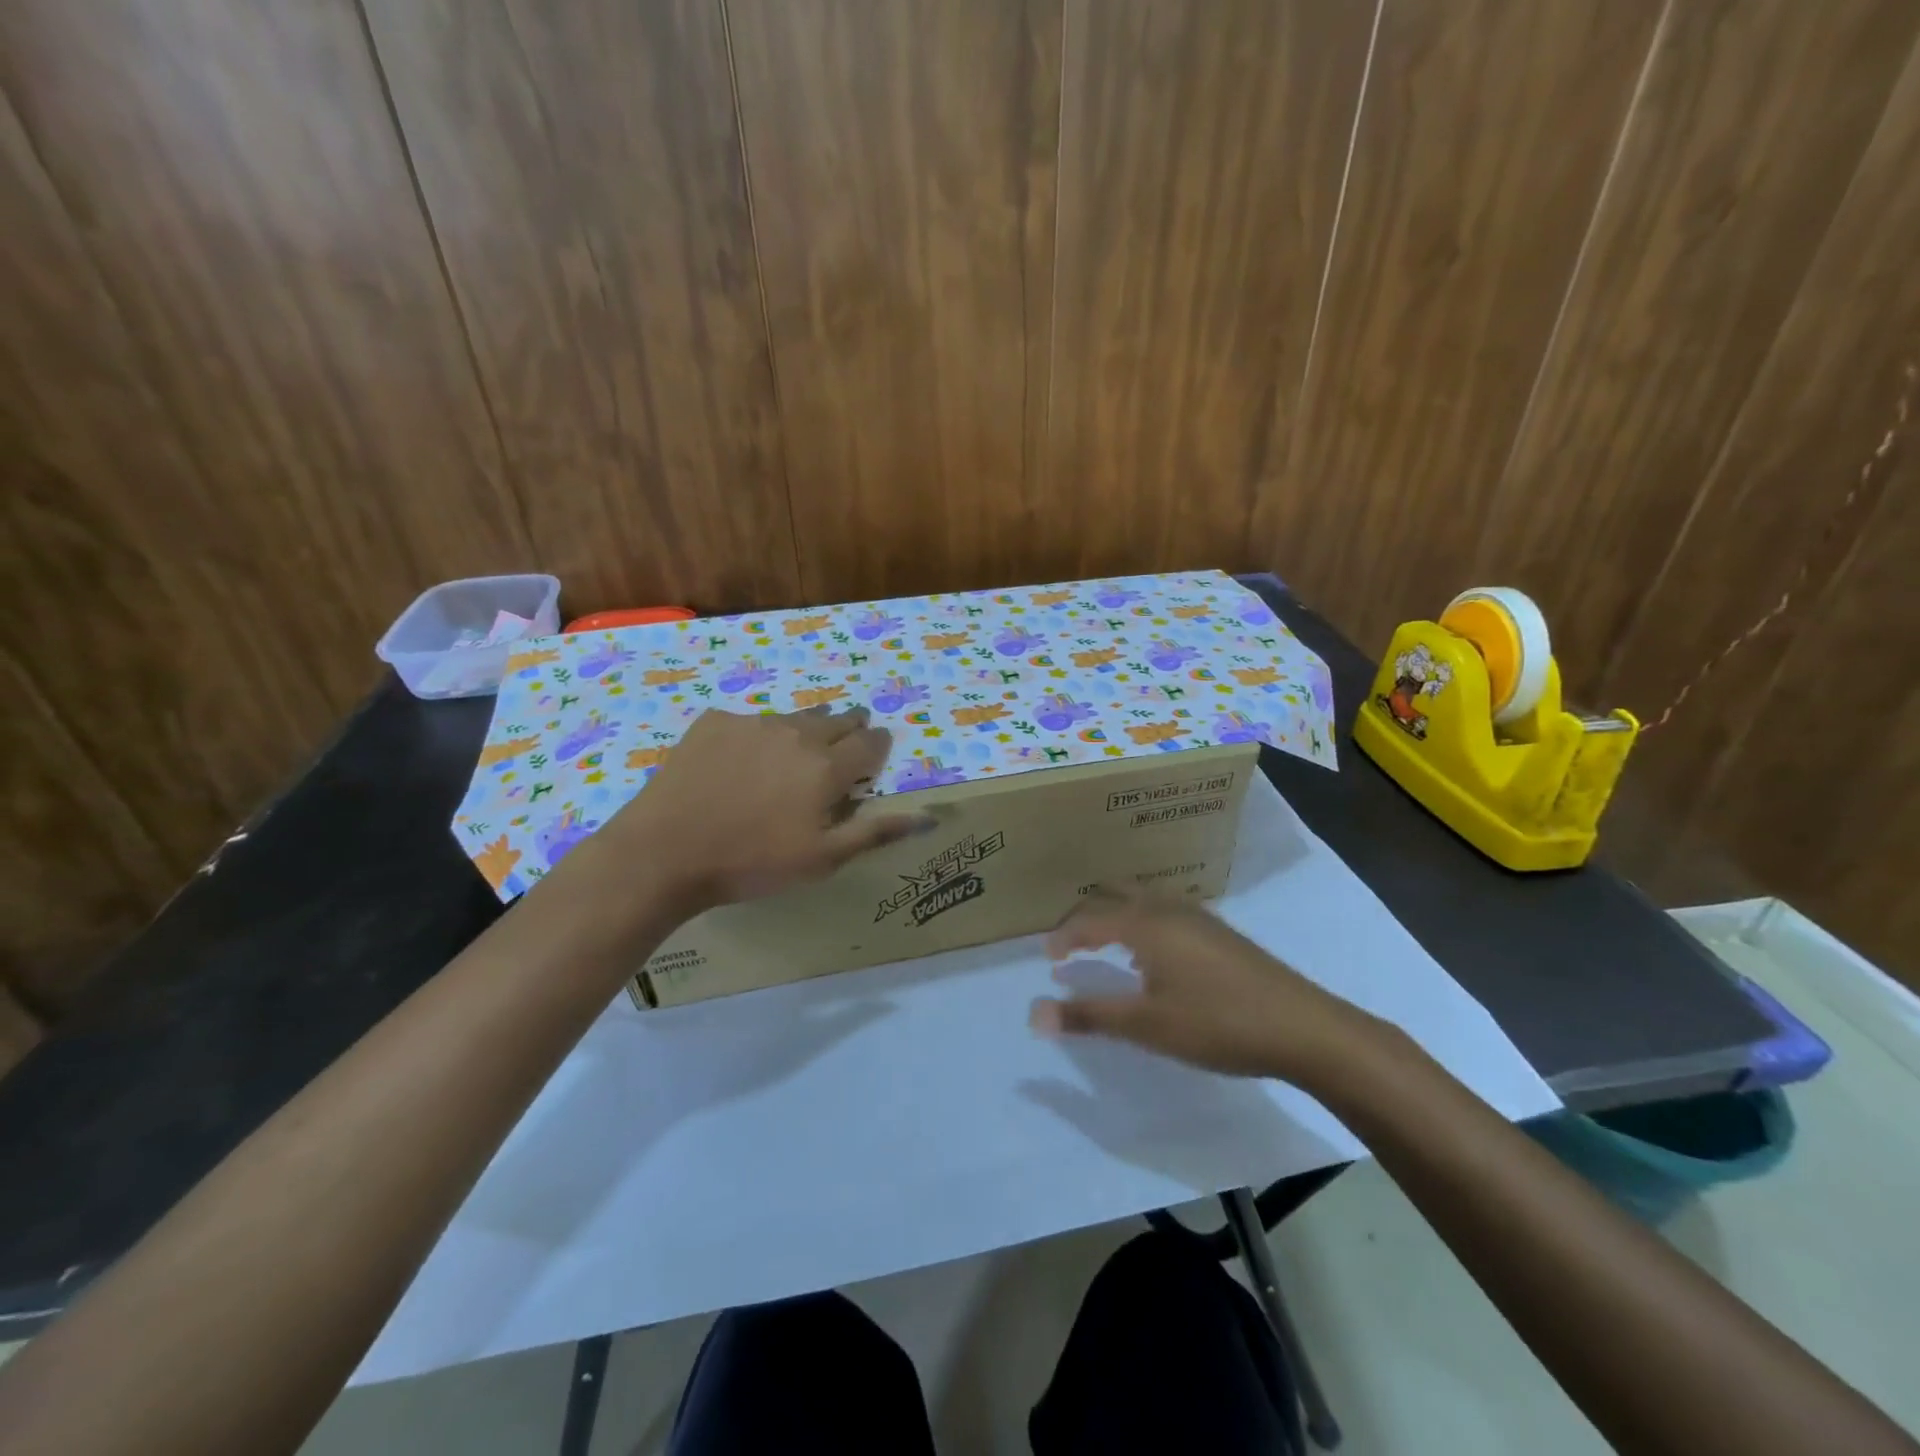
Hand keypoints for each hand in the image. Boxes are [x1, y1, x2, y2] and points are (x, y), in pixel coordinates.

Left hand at [591, 707, 934, 911]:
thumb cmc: (752, 863)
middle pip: (836, 721)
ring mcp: (753, 722)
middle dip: (849, 728)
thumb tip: (926, 816)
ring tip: (799, 747)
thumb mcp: (822, 859)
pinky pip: (749, 722)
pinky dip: (758, 735)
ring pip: (794, 718)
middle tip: (848, 739)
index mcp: (827, 766)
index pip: (869, 744)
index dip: (878, 745)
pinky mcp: (714, 722)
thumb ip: (875, 832)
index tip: (878, 748)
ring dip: (806, 729)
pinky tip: (743, 758)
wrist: (665, 852)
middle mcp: (796, 733)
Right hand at [1030, 887, 1381, 1084]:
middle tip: (1068, 943)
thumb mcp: (1147, 1026)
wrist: (1304, 1027)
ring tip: (1103, 942)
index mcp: (1145, 922)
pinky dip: (1141, 920)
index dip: (1064, 936)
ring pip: (1143, 900)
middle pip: (1114, 896)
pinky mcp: (1219, 931)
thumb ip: (1089, 1016)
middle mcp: (1168, 908)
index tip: (1047, 957)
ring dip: (1115, 914)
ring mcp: (1198, 916)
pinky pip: (1165, 910)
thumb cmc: (1217, 1023)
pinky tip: (1153, 952)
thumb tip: (1034, 1014)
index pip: (1090, 919)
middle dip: (1086, 915)